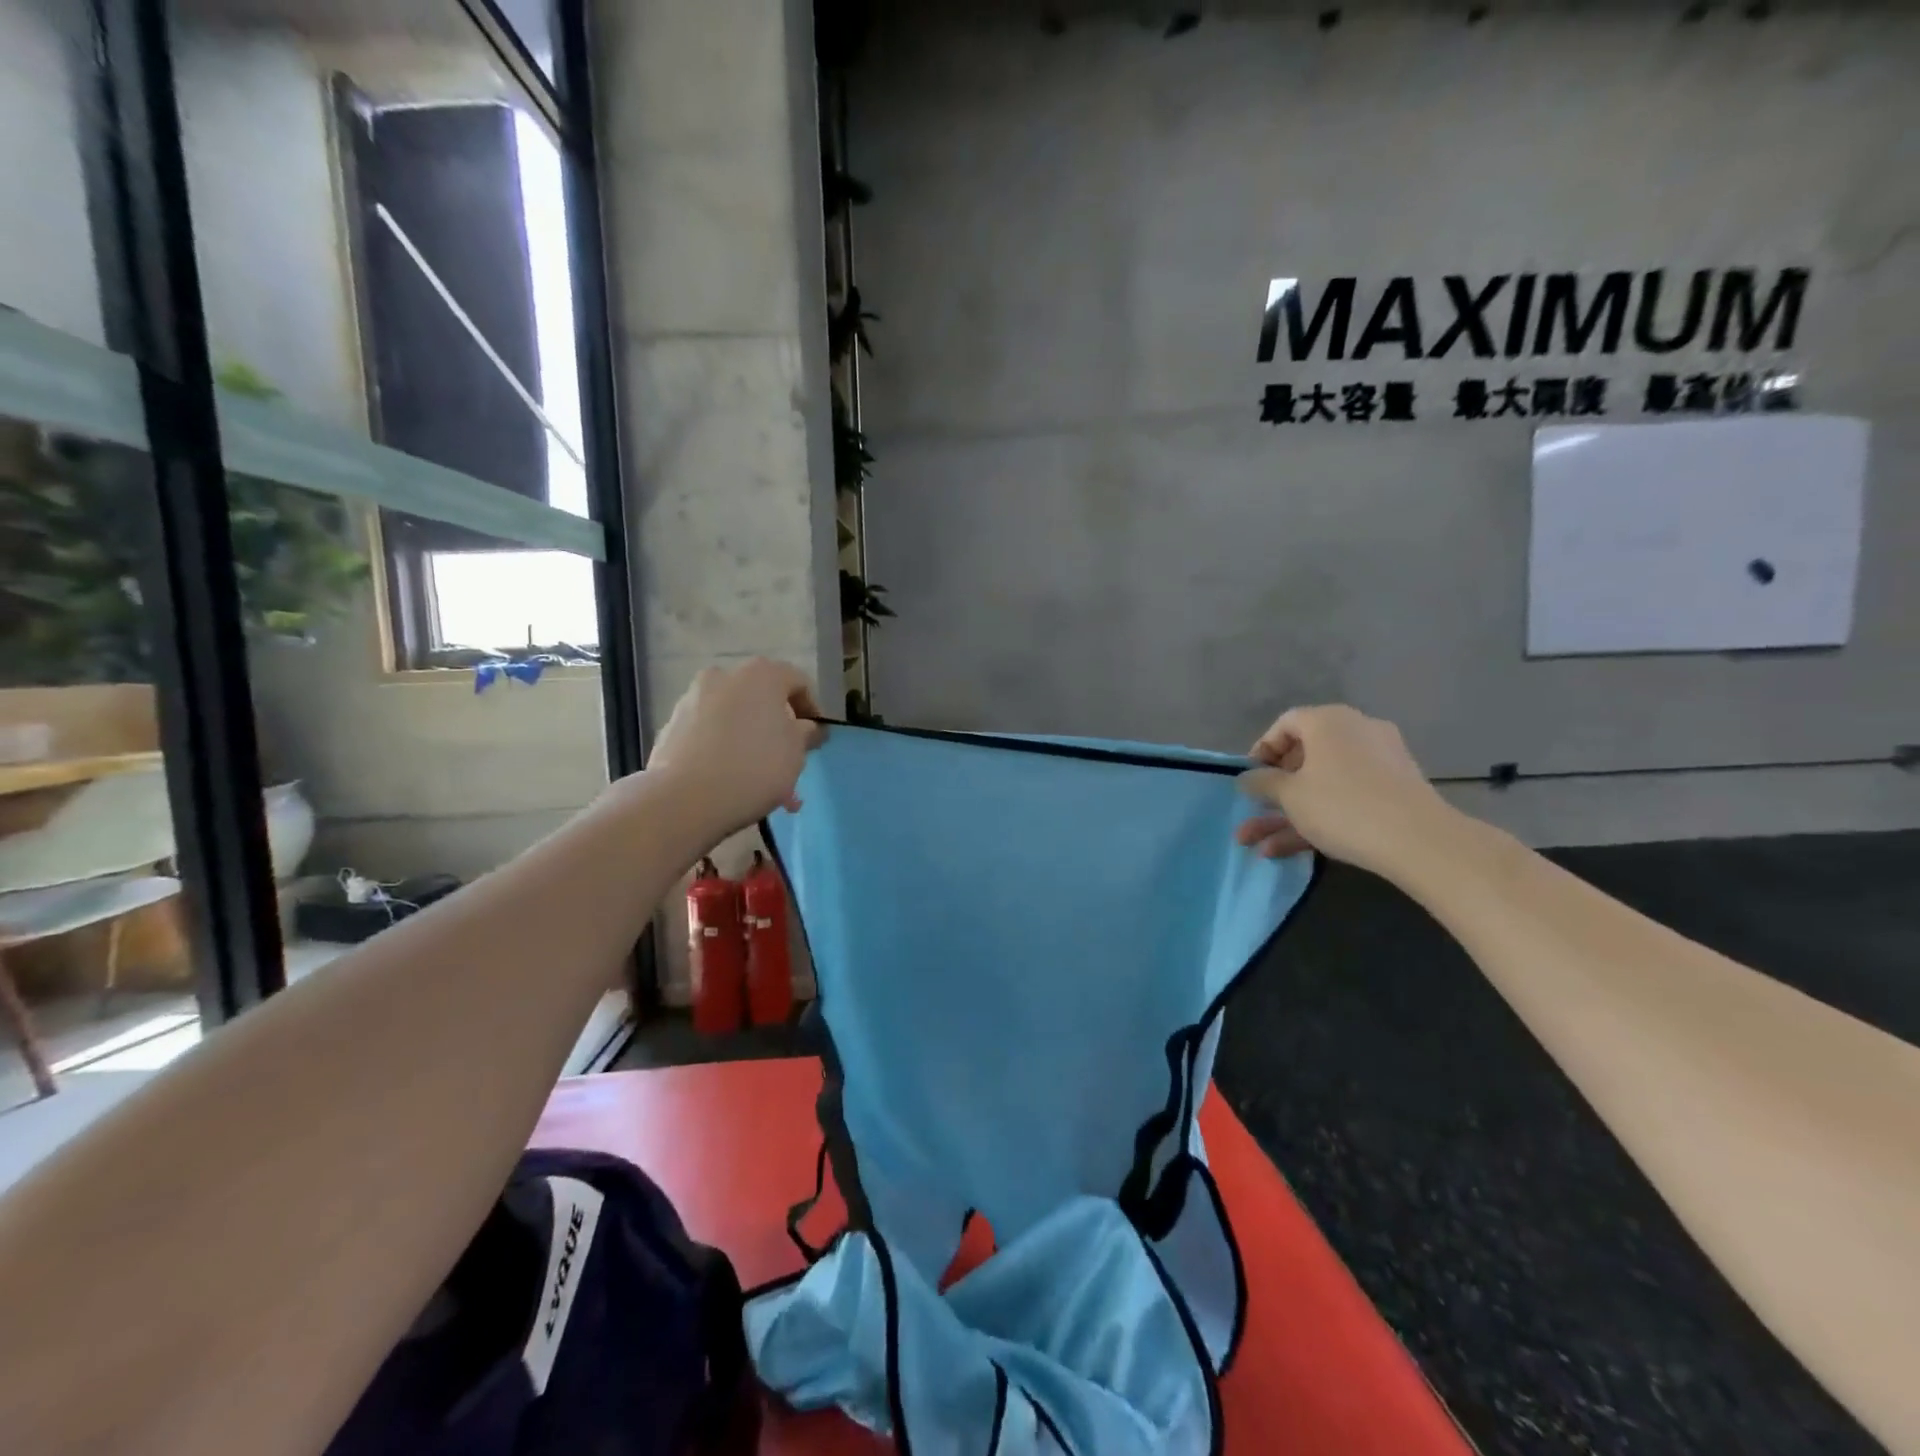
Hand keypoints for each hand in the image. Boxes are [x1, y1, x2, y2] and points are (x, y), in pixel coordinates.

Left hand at [647, 659, 824, 838]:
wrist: (685, 799)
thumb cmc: (755, 767)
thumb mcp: (797, 752)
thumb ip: (807, 733)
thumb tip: (807, 727)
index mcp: (761, 674)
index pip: (798, 683)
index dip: (813, 711)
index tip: (816, 741)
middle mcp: (724, 676)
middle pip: (763, 701)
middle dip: (779, 731)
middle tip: (790, 762)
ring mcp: (692, 700)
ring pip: (735, 720)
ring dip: (753, 744)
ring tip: (763, 784)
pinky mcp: (671, 726)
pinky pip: (710, 735)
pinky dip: (725, 751)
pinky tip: (734, 783)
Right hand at [1234, 704, 1454, 879]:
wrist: (1420, 840)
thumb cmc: (1342, 806)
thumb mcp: (1289, 795)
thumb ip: (1262, 782)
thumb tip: (1247, 777)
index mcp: (1328, 721)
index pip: (1286, 724)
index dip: (1261, 750)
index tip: (1250, 779)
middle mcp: (1356, 732)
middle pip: (1305, 756)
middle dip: (1273, 790)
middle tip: (1256, 810)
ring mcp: (1379, 762)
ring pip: (1323, 784)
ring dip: (1288, 813)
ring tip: (1257, 844)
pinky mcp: (1394, 791)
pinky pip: (1347, 797)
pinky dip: (1319, 817)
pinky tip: (1287, 850)